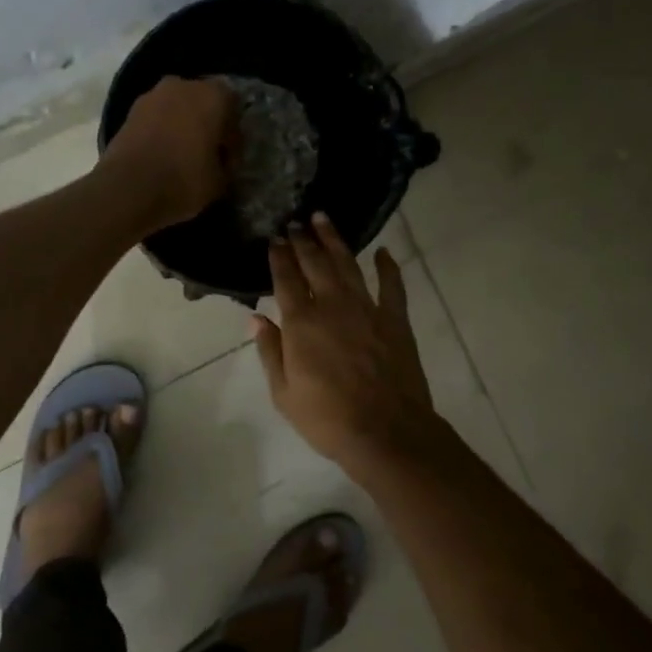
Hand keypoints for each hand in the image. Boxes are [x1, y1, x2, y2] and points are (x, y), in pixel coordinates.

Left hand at [98, 77, 238, 232]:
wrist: (127, 189)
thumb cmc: (184, 180)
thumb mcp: (220, 180)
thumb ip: (225, 164)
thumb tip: (220, 161)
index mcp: (212, 96)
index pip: (234, 109)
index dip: (233, 136)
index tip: (228, 160)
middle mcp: (183, 86)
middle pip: (202, 102)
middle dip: (206, 124)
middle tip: (208, 153)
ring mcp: (152, 96)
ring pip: (176, 107)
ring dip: (182, 125)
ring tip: (182, 155)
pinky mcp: (129, 112)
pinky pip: (155, 118)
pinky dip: (161, 131)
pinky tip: (162, 155)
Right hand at [253, 213, 435, 467]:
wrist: (385, 432)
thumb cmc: (327, 419)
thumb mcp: (284, 393)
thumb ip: (270, 351)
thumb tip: (256, 319)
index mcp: (301, 323)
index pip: (285, 280)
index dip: (279, 257)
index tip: (274, 238)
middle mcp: (332, 306)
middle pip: (315, 264)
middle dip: (303, 240)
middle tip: (296, 222)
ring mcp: (367, 309)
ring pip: (348, 265)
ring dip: (335, 241)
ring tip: (325, 219)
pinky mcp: (395, 320)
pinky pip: (392, 286)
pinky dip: (388, 267)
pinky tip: (383, 252)